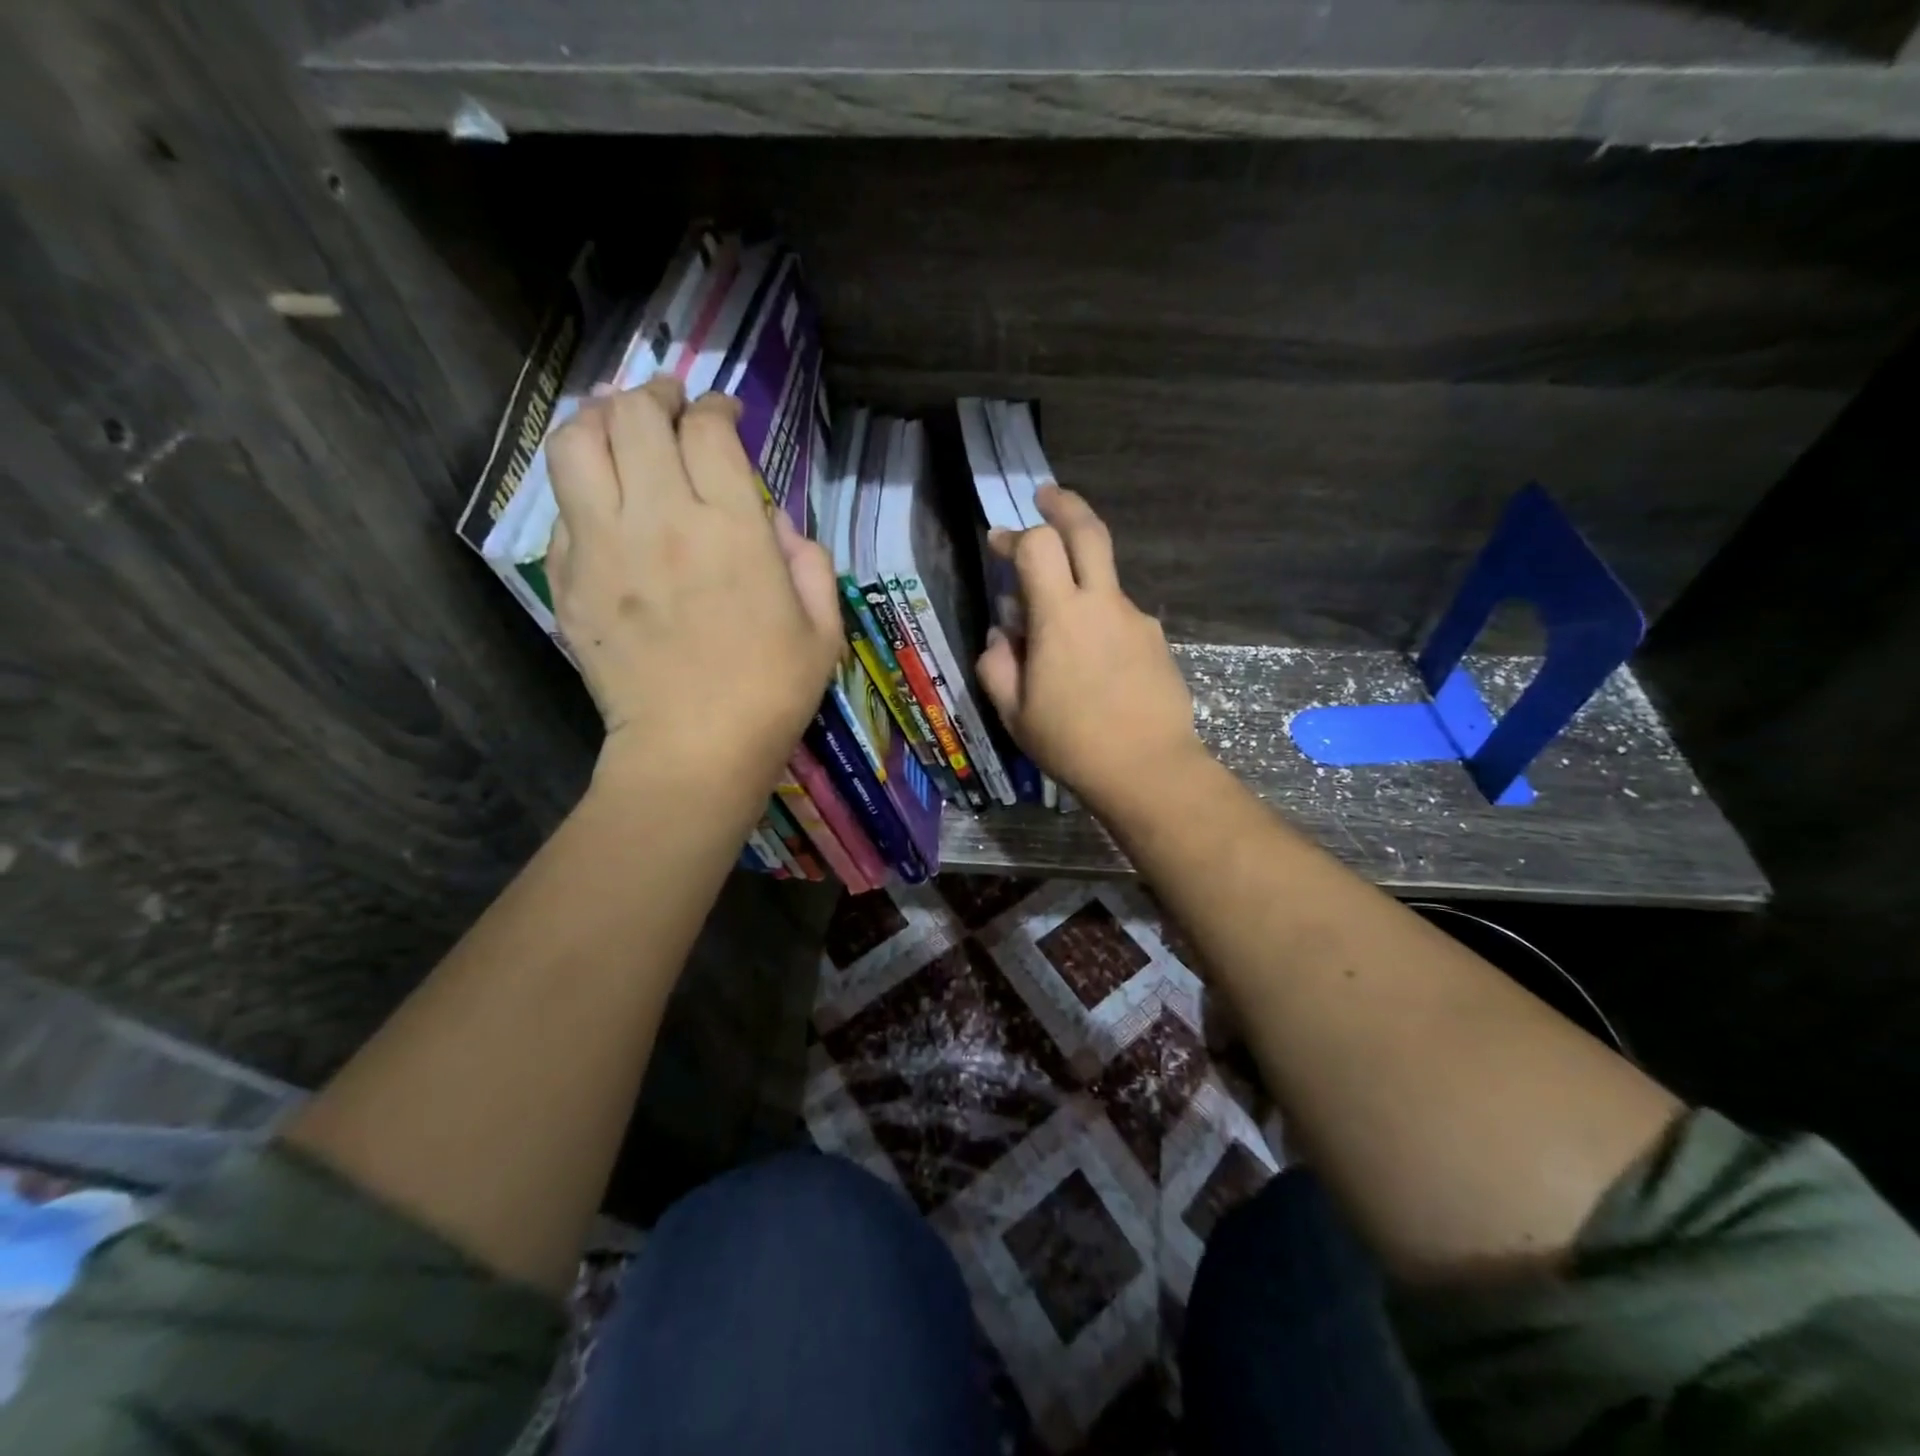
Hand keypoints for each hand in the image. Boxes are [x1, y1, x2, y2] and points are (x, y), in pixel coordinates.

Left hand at [545, 377, 841, 802]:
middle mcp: (661, 519)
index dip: (716, 407)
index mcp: (731, 529)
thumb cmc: (770, 695)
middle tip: (667, 401)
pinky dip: (580, 485)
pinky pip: (561, 507)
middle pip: (636, 417)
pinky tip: (600, 497)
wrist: (691, 752)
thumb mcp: (822, 631)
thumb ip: (810, 564)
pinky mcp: (567, 578)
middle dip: (654, 394)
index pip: (709, 431)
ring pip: (576, 443)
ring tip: (615, 422)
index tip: (724, 413)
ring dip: (597, 419)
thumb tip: (779, 529)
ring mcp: (603, 546)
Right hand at [976, 485, 1201, 810]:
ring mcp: (1136, 619)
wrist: (1148, 769)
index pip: (1037, 547)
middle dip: (1064, 505)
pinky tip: (1092, 663)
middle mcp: (1103, 604)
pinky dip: (1099, 620)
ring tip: (1058, 629)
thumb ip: (997, 665)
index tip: (999, 544)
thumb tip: (1001, 635)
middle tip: (1045, 497)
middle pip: (1089, 531)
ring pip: (1105, 579)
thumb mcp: (1014, 712)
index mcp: (1060, 616)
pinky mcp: (1156, 640)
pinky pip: (1120, 616)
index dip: (1014, 536)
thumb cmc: (1072, 742)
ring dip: (1080, 579)